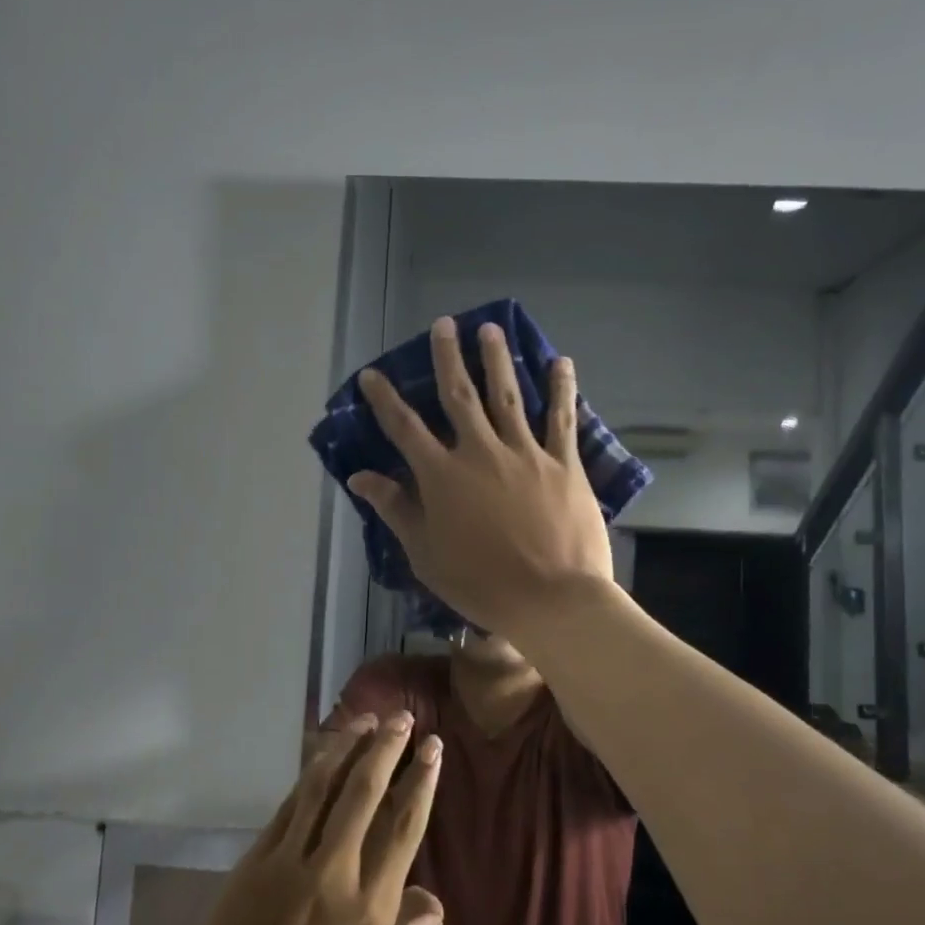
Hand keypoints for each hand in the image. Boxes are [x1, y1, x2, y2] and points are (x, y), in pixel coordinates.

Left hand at [167, 713, 443, 924]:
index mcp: (370, 911)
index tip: (432, 747)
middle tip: (403, 717)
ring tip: (366, 720)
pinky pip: (289, 807)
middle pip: (365, 792)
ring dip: (348, 747)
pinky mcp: (256, 862)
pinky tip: (323, 758)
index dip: (421, 781)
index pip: (403, 827)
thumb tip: (433, 901)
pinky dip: (310, 776)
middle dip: (388, 748)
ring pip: (324, 787)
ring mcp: (290, 862)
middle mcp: (334, 873)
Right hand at [349, 317, 615, 636]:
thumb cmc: (481, 584)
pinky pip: (562, 419)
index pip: (405, 428)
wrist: (552, 599)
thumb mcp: (425, 554)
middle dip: (448, 357)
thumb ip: (396, 509)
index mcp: (442, 476)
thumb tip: (361, 476)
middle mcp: (480, 452)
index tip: (372, 375)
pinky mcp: (563, 463)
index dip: (385, 399)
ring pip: (508, 395)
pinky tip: (560, 362)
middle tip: (443, 324)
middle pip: (460, 395)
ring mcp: (525, 453)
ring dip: (497, 359)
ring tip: (491, 328)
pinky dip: (561, 389)